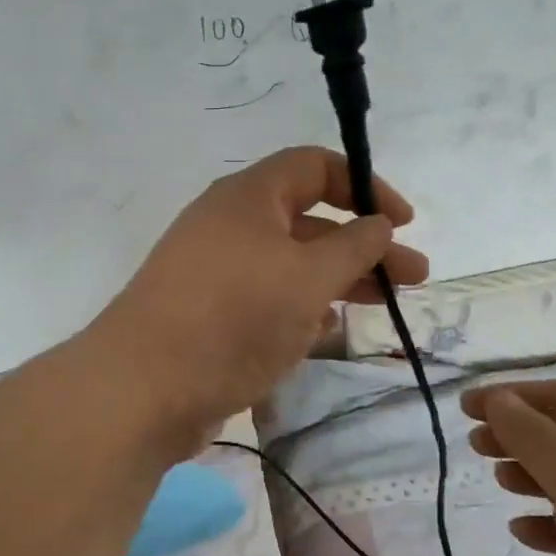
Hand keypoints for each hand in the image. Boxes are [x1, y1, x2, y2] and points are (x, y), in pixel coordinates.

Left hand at [92, 147, 427, 462]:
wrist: (142, 388)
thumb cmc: (233, 317)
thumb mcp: (307, 278)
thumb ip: (353, 247)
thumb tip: (378, 223)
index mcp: (249, 197)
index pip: (315, 166)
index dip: (364, 186)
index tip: (402, 222)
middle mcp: (230, 224)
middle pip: (309, 219)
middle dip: (363, 243)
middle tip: (414, 275)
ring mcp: (216, 270)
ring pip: (290, 262)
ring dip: (338, 277)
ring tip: (384, 304)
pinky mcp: (209, 312)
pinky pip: (267, 296)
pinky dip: (302, 305)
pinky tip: (328, 328)